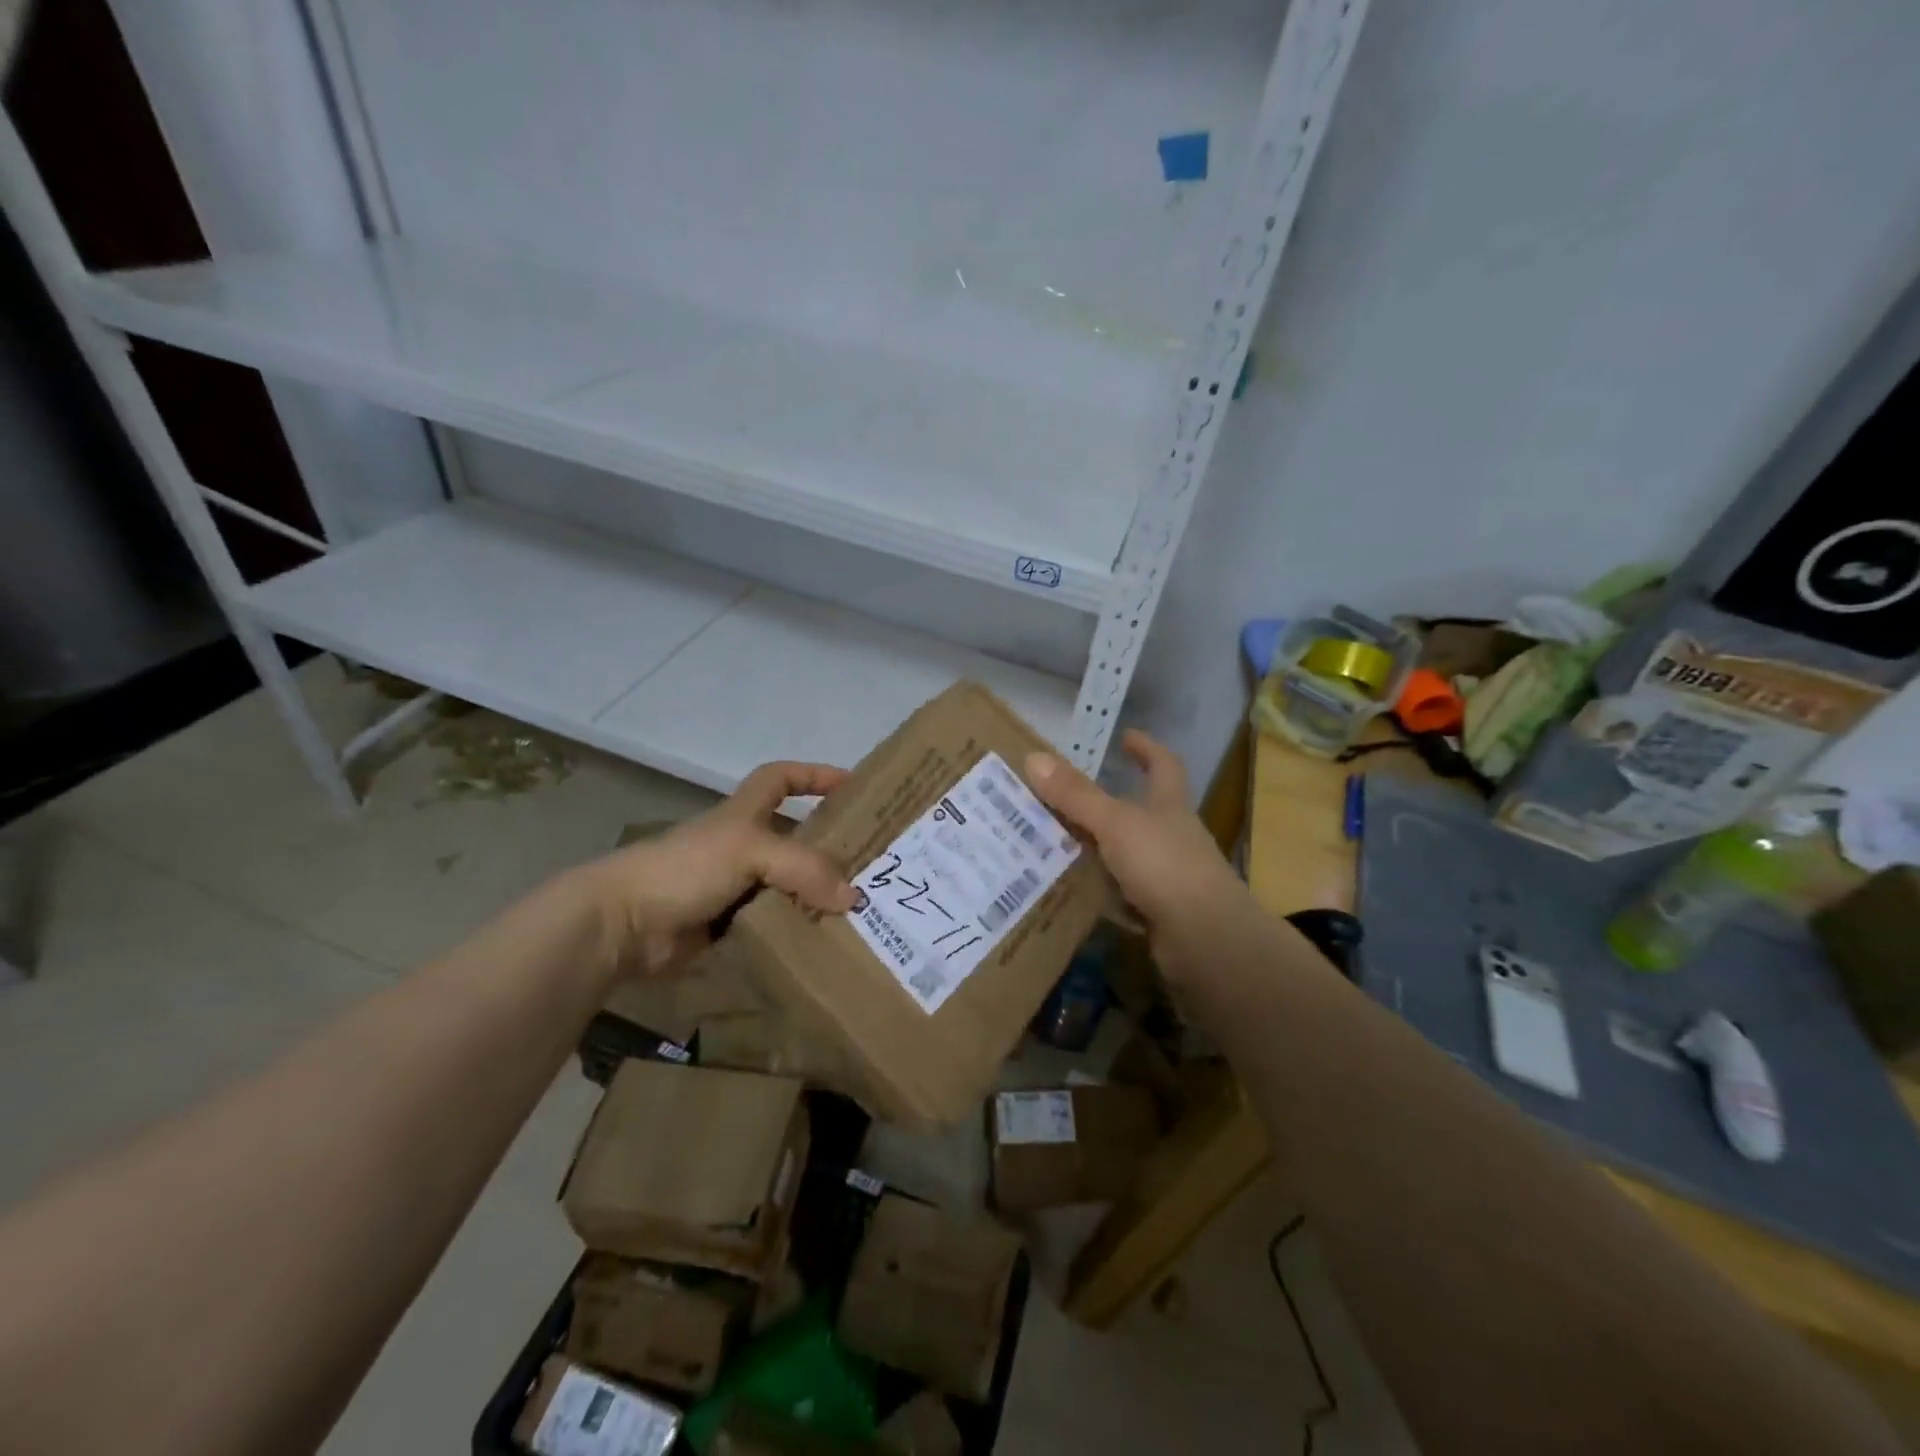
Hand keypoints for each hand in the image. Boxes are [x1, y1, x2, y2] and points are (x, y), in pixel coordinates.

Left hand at [578, 761, 857, 976]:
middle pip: (794, 838)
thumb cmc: (686, 868)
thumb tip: (852, 898)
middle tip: (872, 864)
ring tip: (860, 910)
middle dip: (829, 847)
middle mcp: (741, 846)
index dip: (815, 775)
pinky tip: (824, 941)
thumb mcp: (750, 851)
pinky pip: (773, 924)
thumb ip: (804, 869)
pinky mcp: (727, 926)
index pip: (781, 778)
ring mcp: (734, 887)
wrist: (623, 924)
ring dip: (817, 895)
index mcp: (743, 814)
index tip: (852, 785)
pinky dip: (795, 930)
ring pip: (787, 886)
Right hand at [1025, 730, 1247, 969]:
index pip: (1164, 765)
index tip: (1126, 737)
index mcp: (1170, 806)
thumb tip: (1034, 756)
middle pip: (1142, 811)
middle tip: (1064, 796)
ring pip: (1127, 853)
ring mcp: (1168, 875)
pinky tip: (1070, 890)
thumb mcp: (1115, 823)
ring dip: (1097, 847)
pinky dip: (1099, 889)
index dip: (1147, 749)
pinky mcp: (1158, 911)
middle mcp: (1172, 836)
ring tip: (1053, 842)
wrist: (1204, 938)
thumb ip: (1076, 795)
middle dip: (1109, 802)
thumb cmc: (1165, 865)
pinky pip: (1121, 893)